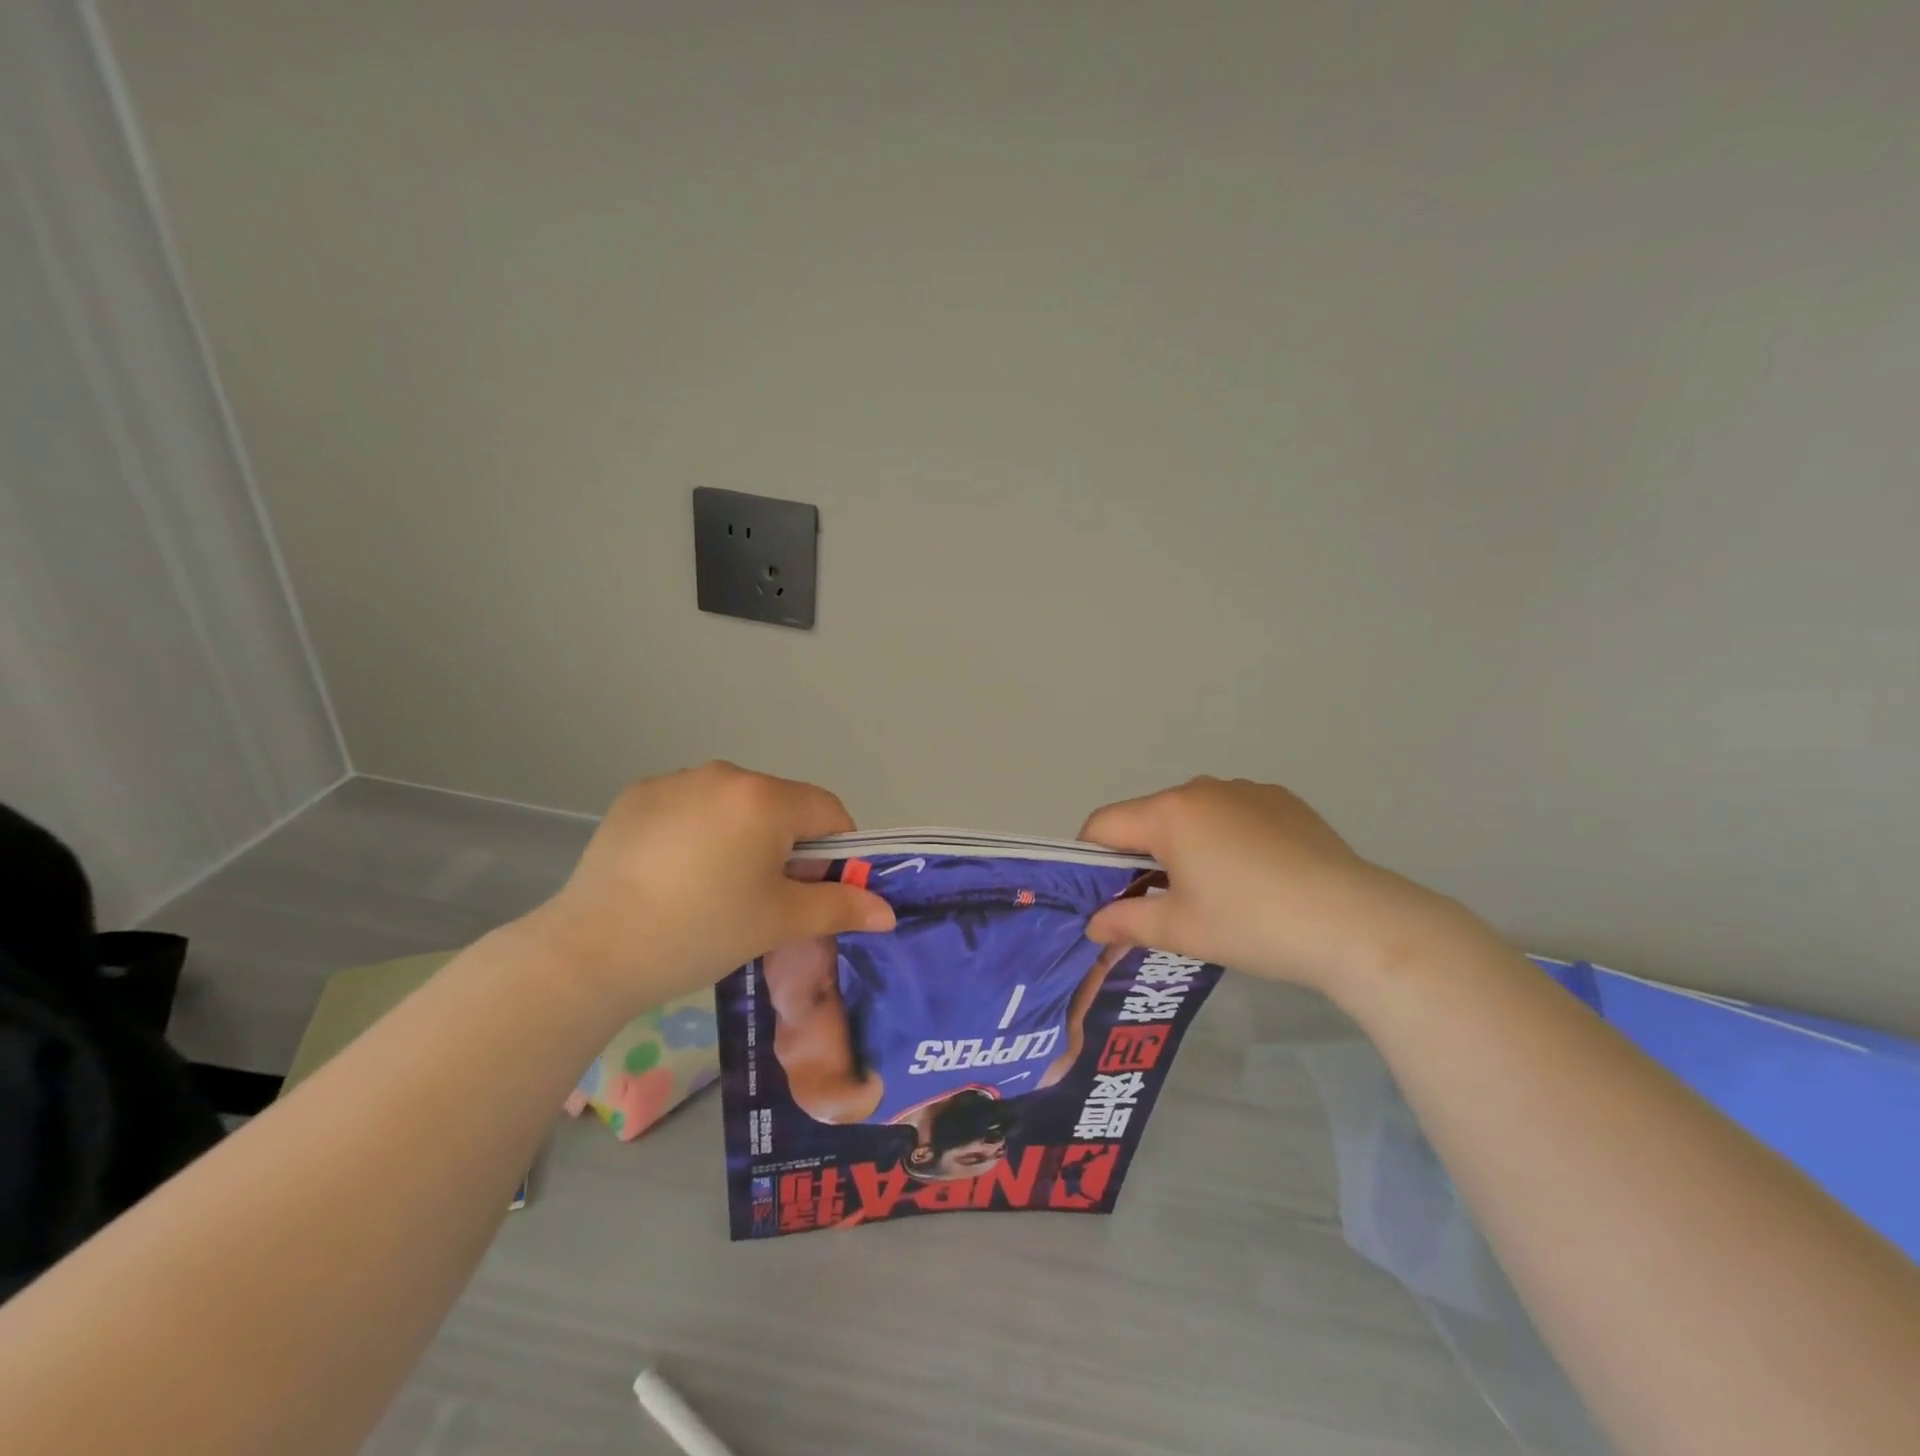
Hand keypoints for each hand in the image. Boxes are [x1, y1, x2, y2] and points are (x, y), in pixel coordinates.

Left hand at [521, 763, 895, 1013]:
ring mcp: (676, 781)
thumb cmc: (701, 932)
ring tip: (714, 888)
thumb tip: (888, 912)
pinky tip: (674, 874)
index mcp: (765, 798)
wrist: (592, 950)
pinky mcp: (638, 796)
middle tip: (765, 898)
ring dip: (743, 836)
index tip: (816, 891)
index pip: (829, 812)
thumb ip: (840, 907)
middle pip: (782, 806)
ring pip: (735, 805)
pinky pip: (691, 807)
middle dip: (787, 846)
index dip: (836, 852)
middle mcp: (724, 774)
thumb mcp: (779, 922)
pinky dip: (698, 832)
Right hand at [1079, 777, 1482, 996]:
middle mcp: (1203, 788)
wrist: (1353, 922)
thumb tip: (1093, 924)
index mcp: (1170, 813)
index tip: (1101, 895)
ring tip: (1213, 892)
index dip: (1089, 859)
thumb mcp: (1181, 930)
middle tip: (1155, 903)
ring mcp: (1247, 790)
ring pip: (1192, 815)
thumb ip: (1126, 922)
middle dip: (1140, 855)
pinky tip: (1255, 877)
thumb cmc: (1252, 924)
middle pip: (1148, 818)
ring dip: (1184, 846)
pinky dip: (1226, 839)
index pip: (1104, 824)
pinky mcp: (1283, 801)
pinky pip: (1233, 814)